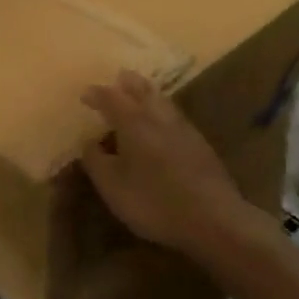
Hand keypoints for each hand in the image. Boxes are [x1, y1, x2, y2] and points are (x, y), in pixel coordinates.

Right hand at [81, 71, 253, 255]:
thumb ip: (96, 161)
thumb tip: (89, 142)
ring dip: (147, 93)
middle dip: (128, 83)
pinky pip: (175, 115)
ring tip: (139, 94)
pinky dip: (162, 110)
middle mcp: (159, 117)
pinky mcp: (200, 144)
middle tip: (117, 79)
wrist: (213, 219)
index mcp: (134, 122)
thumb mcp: (112, 186)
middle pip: (142, 89)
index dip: (97, 94)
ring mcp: (184, 129)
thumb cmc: (154, 202)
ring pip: (162, 100)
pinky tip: (162, 123)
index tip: (85, 95)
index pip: (111, 98)